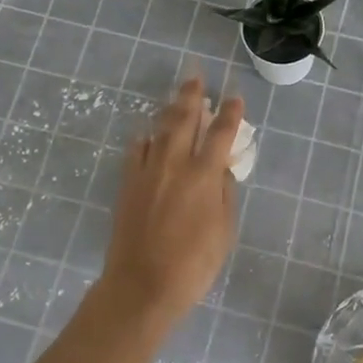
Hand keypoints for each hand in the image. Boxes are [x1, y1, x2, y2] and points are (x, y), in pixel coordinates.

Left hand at [98, 76, 243, 324]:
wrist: (141, 286)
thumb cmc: (192, 264)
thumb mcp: (224, 232)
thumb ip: (225, 195)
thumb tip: (223, 171)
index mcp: (203, 175)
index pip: (220, 134)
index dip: (230, 113)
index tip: (235, 97)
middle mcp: (174, 164)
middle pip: (184, 119)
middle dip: (192, 95)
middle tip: (195, 76)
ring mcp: (147, 172)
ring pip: (159, 129)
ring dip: (170, 110)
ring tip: (177, 96)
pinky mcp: (128, 184)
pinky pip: (137, 150)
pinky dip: (145, 137)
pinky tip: (147, 133)